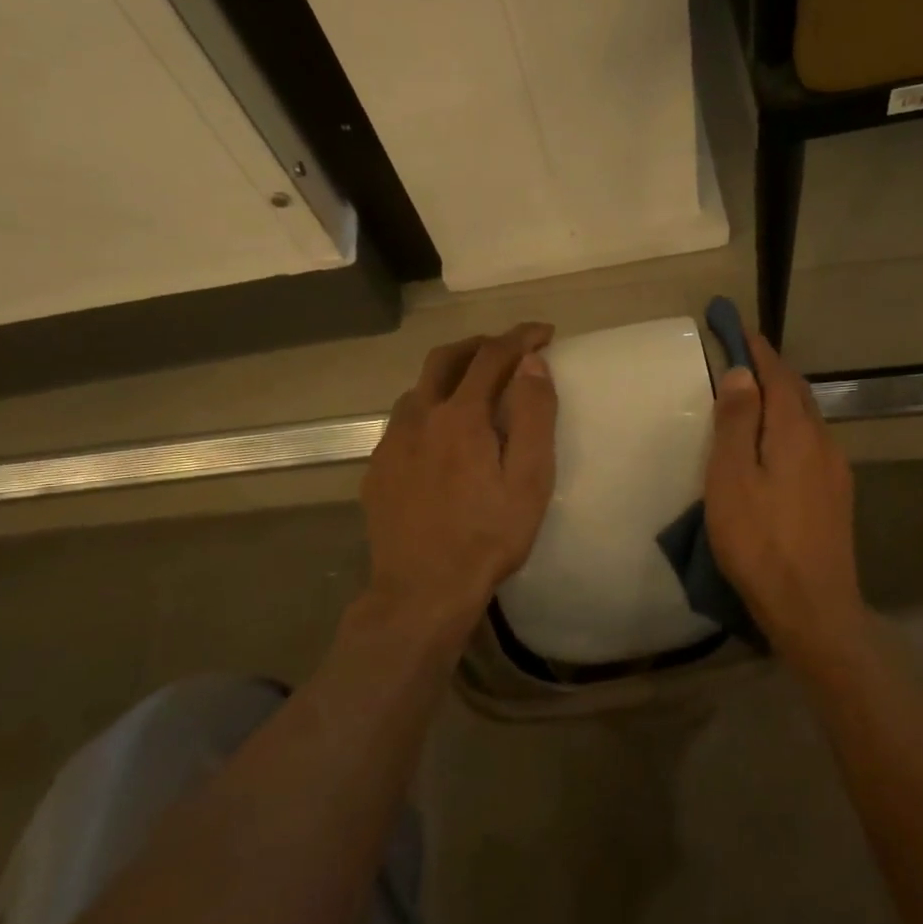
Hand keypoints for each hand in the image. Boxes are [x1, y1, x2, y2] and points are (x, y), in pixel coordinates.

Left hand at [361, 324, 557, 626]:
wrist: (422, 591)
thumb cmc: (488, 537)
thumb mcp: (529, 480)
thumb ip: (533, 416)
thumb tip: (533, 364)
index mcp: (461, 416)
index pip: (493, 356)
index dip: (521, 337)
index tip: (544, 333)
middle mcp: (419, 417)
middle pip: (446, 358)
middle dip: (480, 344)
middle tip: (508, 349)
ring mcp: (391, 443)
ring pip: (418, 388)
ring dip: (449, 375)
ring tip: (475, 388)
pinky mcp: (377, 469)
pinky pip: (403, 421)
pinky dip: (428, 408)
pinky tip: (439, 436)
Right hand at [704, 332, 868, 661]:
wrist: (813, 607)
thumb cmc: (760, 542)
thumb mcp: (731, 479)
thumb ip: (736, 423)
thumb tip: (743, 374)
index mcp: (796, 431)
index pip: (777, 375)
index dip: (757, 349)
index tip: (736, 326)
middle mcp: (823, 442)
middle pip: (796, 394)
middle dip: (770, 371)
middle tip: (741, 357)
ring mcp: (834, 471)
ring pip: (806, 420)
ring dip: (781, 400)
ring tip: (753, 398)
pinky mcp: (835, 496)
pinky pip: (810, 445)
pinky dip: (788, 429)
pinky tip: (774, 446)